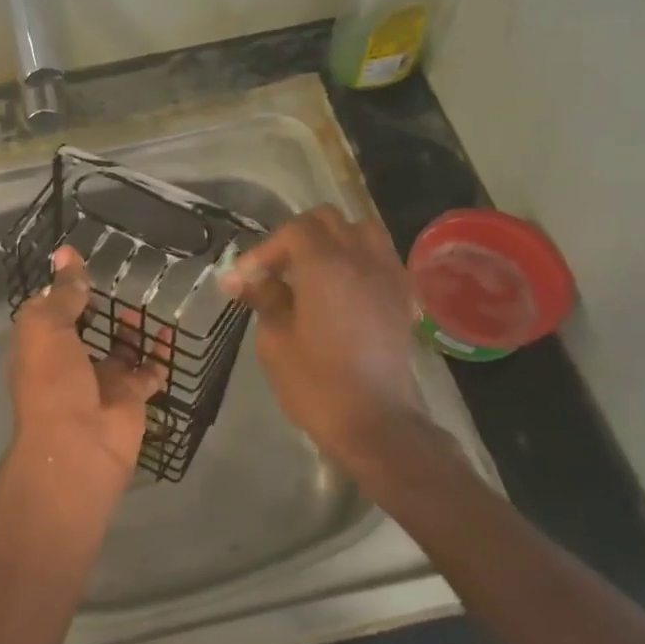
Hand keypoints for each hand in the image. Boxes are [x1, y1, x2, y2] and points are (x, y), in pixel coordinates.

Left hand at [8, 245, 166, 497]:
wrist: (79, 446)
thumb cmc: (54, 382)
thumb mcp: (48, 328)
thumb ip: (62, 293)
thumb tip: (66, 254)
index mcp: (41, 347)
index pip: (50, 312)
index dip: (62, 289)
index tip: (80, 262)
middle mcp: (69, 363)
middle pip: (86, 330)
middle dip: (99, 309)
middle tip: (123, 278)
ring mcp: (102, 382)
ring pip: (120, 349)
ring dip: (132, 329)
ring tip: (147, 300)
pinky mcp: (131, 398)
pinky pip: (149, 371)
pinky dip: (160, 354)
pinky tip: (171, 332)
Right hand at [219, 207, 450, 477]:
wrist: (376, 422)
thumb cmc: (316, 385)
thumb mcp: (275, 341)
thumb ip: (264, 299)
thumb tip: (247, 280)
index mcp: (326, 266)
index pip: (293, 231)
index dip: (263, 250)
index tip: (242, 281)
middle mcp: (362, 259)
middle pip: (327, 221)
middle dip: (295, 238)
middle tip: (273, 271)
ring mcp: (388, 276)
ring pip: (360, 231)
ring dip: (330, 241)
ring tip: (308, 272)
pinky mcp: (402, 297)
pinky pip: (379, 257)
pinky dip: (355, 259)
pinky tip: (339, 289)